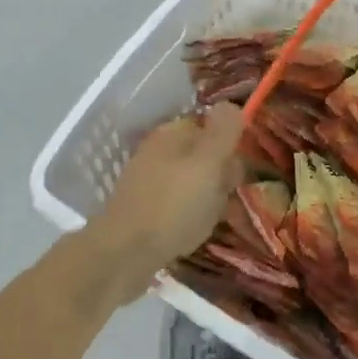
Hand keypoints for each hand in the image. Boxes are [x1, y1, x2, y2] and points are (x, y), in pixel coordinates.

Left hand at [83, 105, 245, 296]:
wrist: (124, 254)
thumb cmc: (173, 204)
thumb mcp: (208, 162)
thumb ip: (223, 131)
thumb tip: (231, 104)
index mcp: (172, 133)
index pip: (214, 128)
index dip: (230, 151)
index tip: (233, 175)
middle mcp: (159, 150)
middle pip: (206, 157)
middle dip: (221, 179)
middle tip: (219, 200)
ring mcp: (149, 180)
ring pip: (196, 184)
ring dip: (208, 202)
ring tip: (204, 221)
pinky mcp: (144, 208)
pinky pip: (180, 206)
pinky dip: (190, 218)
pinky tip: (188, 234)